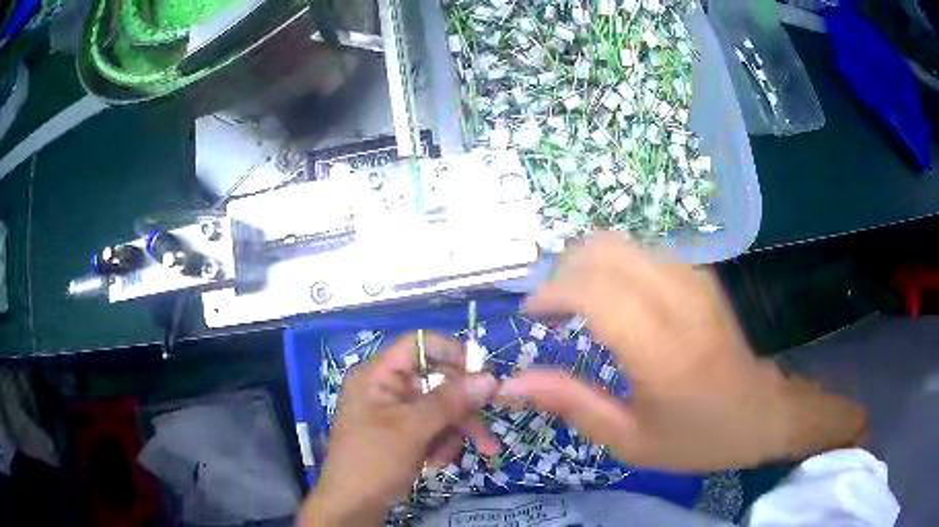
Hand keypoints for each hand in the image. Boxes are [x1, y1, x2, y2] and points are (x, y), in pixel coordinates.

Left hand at [299, 332, 499, 525]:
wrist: (353, 506)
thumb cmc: (373, 462)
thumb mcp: (412, 429)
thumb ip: (450, 401)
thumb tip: (490, 377)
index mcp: (378, 375)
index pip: (419, 345)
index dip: (452, 353)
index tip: (483, 374)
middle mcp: (388, 387)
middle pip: (437, 382)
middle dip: (461, 412)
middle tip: (486, 433)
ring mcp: (396, 411)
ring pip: (441, 409)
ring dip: (452, 434)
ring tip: (447, 460)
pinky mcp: (404, 432)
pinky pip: (435, 428)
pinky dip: (441, 445)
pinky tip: (435, 464)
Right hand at [499, 232, 865, 471]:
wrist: (764, 412)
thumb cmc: (699, 436)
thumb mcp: (630, 441)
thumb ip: (572, 404)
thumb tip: (514, 382)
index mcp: (659, 350)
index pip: (593, 290)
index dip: (551, 292)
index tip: (532, 314)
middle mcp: (677, 300)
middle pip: (605, 249)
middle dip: (564, 269)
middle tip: (551, 307)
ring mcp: (694, 280)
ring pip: (625, 242)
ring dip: (588, 263)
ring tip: (575, 302)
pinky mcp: (702, 276)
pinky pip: (646, 251)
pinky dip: (616, 264)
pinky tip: (613, 296)